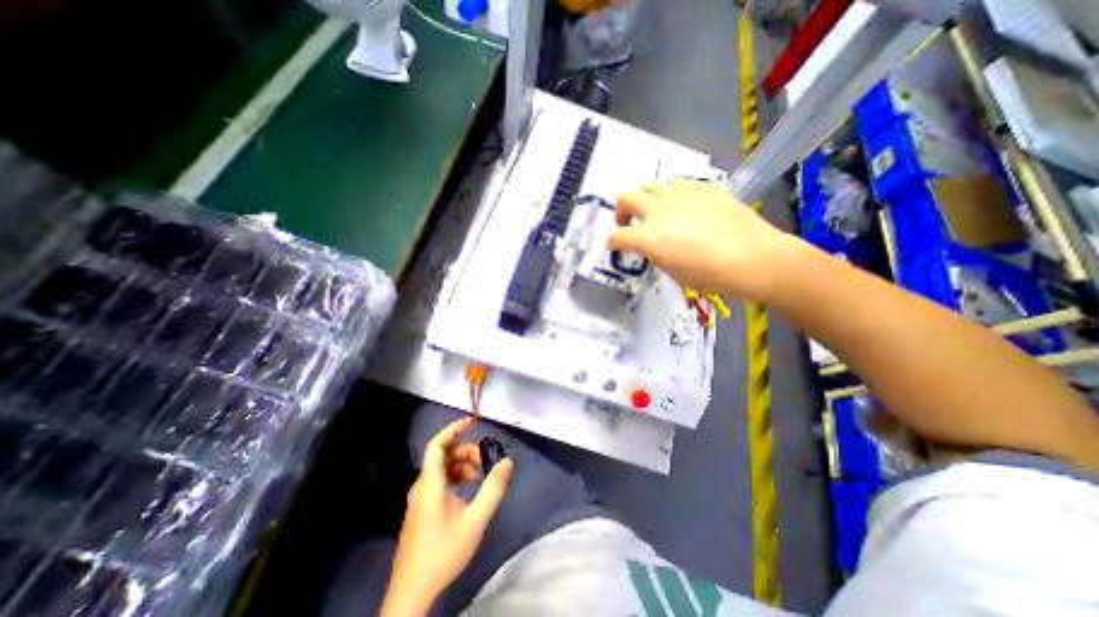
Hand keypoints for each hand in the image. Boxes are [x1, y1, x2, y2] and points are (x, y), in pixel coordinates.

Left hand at [383, 417, 515, 615]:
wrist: (413, 592)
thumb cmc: (443, 552)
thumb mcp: (475, 519)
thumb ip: (493, 489)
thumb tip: (508, 461)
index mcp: (430, 483)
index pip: (437, 445)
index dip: (453, 429)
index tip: (472, 421)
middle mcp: (422, 486)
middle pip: (442, 455)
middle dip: (465, 451)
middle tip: (484, 459)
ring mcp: (420, 498)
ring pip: (441, 469)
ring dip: (461, 465)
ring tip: (480, 475)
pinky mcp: (422, 508)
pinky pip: (439, 481)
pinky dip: (455, 477)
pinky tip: (468, 489)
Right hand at [609, 178, 800, 302]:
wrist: (753, 257)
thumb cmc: (710, 275)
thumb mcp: (672, 271)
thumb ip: (655, 253)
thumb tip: (651, 245)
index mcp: (649, 237)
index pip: (618, 236)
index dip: (612, 242)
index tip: (613, 245)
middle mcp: (658, 211)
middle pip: (626, 198)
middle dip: (621, 211)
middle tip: (628, 222)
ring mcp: (680, 195)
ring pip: (649, 184)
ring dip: (645, 199)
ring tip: (656, 211)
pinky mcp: (701, 187)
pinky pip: (676, 184)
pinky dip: (670, 195)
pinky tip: (682, 207)